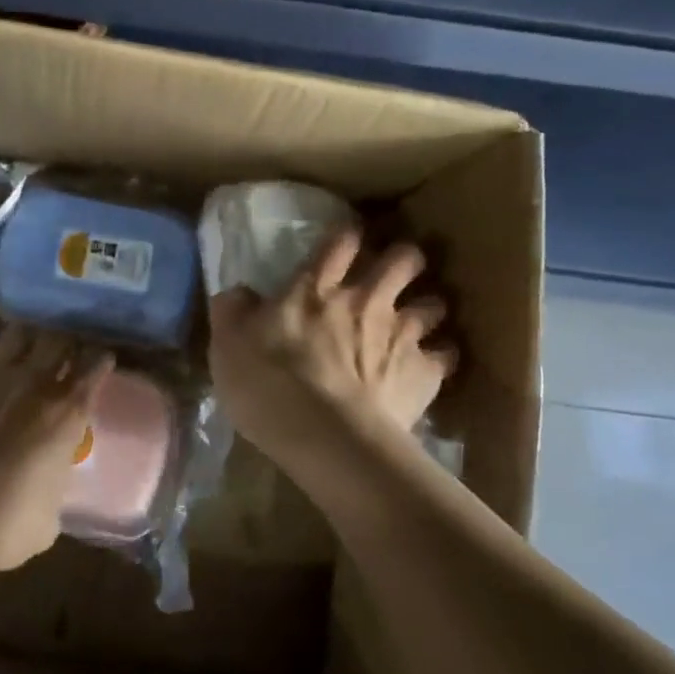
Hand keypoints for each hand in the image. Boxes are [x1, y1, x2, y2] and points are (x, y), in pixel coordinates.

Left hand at [0, 326, 114, 575]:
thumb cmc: (11, 522)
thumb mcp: (52, 511)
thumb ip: (55, 480)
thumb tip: (47, 481)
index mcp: (68, 410)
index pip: (94, 366)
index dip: (100, 360)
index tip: (102, 359)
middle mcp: (34, 382)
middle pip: (58, 339)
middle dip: (65, 341)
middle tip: (65, 349)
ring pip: (16, 334)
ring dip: (24, 339)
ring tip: (24, 346)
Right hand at [209, 226, 455, 464]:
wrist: (325, 437)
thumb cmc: (268, 386)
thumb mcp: (227, 345)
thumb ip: (233, 311)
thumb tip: (237, 293)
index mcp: (315, 289)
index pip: (340, 243)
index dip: (348, 236)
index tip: (351, 237)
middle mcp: (365, 300)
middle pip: (402, 260)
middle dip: (405, 258)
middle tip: (399, 269)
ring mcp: (401, 334)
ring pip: (433, 304)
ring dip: (428, 307)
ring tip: (421, 319)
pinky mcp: (425, 372)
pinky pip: (447, 355)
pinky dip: (441, 357)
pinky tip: (433, 365)